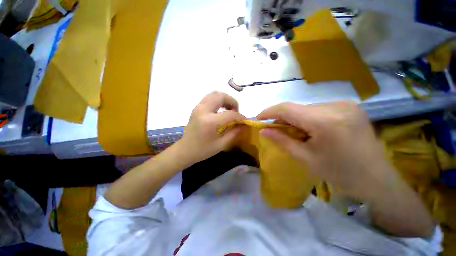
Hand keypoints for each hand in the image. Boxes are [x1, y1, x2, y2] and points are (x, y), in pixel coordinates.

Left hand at [175, 91, 245, 164]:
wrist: (184, 150)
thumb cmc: (203, 150)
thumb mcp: (221, 145)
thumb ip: (234, 133)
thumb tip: (244, 125)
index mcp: (210, 122)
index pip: (230, 114)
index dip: (240, 116)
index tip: (244, 121)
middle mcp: (203, 110)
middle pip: (221, 96)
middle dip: (232, 102)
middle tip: (236, 111)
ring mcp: (198, 107)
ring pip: (214, 94)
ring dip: (225, 99)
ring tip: (229, 110)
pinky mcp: (196, 108)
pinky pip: (209, 98)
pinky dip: (218, 100)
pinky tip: (220, 110)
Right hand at [257, 102, 398, 201]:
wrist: (377, 180)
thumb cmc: (340, 173)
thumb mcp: (305, 158)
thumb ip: (281, 141)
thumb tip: (263, 131)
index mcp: (325, 121)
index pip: (287, 109)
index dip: (269, 112)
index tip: (258, 118)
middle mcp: (336, 106)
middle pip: (297, 108)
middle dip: (282, 118)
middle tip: (275, 130)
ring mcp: (345, 104)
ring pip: (306, 108)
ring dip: (295, 119)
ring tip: (293, 132)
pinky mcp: (349, 107)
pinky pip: (318, 109)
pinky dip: (307, 118)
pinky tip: (309, 129)